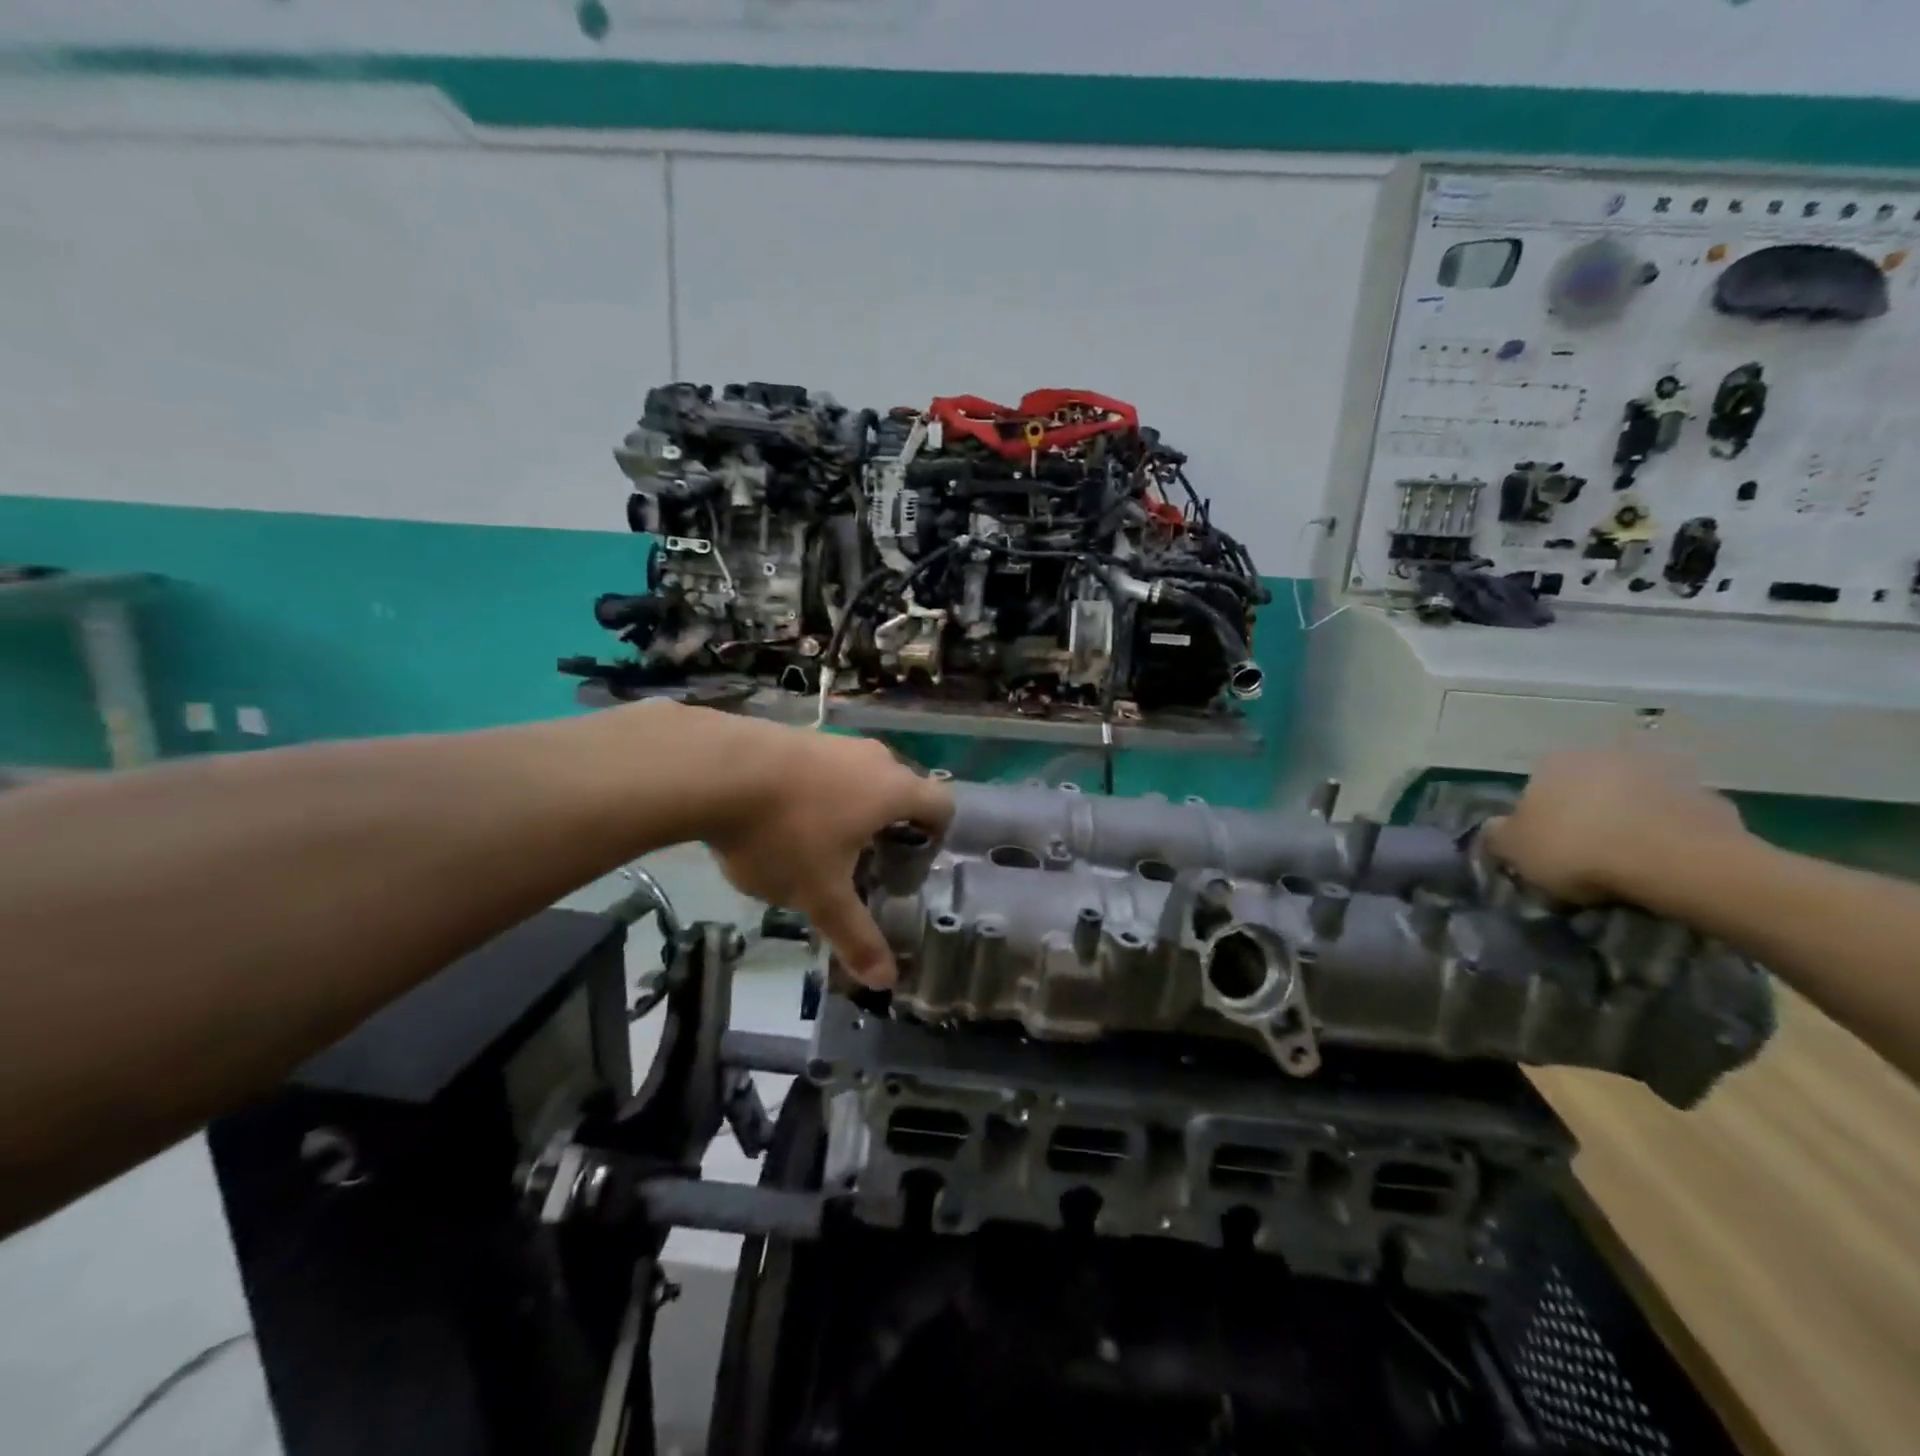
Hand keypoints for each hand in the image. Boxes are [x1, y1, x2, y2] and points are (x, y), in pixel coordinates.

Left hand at [700, 723, 950, 986]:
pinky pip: (823, 766)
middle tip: (867, 862)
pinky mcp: (794, 734)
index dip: (936, 835)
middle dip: (890, 825)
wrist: (715, 770)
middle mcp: (872, 757)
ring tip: (819, 843)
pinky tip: (780, 817)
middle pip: (901, 789)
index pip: (942, 805)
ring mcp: (831, 741)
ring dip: (851, 806)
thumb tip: (885, 981)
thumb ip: (855, 936)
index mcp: (893, 790)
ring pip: (859, 775)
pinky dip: (816, 791)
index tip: (909, 864)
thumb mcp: (820, 895)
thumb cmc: (784, 833)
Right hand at [1484, 749, 1748, 904]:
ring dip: (1630, 820)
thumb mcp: (1513, 850)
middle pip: (1587, 788)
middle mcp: (1606, 754)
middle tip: (1586, 854)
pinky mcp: (1710, 796)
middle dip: (1586, 814)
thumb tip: (1496, 828)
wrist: (1678, 862)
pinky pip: (1677, 818)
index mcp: (1554, 761)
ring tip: (1630, 862)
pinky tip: (1666, 863)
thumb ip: (1498, 835)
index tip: (1544, 849)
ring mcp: (1663, 771)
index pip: (1535, 787)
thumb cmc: (1577, 849)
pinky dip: (1670, 834)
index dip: (1538, 820)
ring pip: (1634, 798)